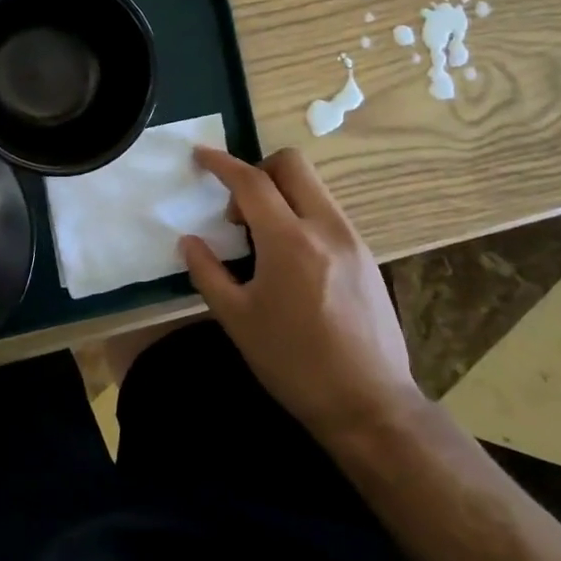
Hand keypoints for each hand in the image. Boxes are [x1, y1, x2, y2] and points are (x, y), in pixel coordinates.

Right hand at [181, 148, 421, 445]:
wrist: (370, 406)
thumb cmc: (294, 364)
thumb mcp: (237, 320)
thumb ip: (207, 272)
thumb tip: (189, 240)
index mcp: (289, 241)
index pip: (251, 181)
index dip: (221, 163)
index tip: (200, 154)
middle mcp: (326, 228)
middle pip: (292, 165)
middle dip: (258, 170)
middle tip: (239, 209)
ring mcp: (352, 240)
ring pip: (313, 187)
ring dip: (281, 194)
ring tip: (263, 240)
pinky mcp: (367, 256)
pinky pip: (327, 213)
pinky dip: (301, 215)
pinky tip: (291, 259)